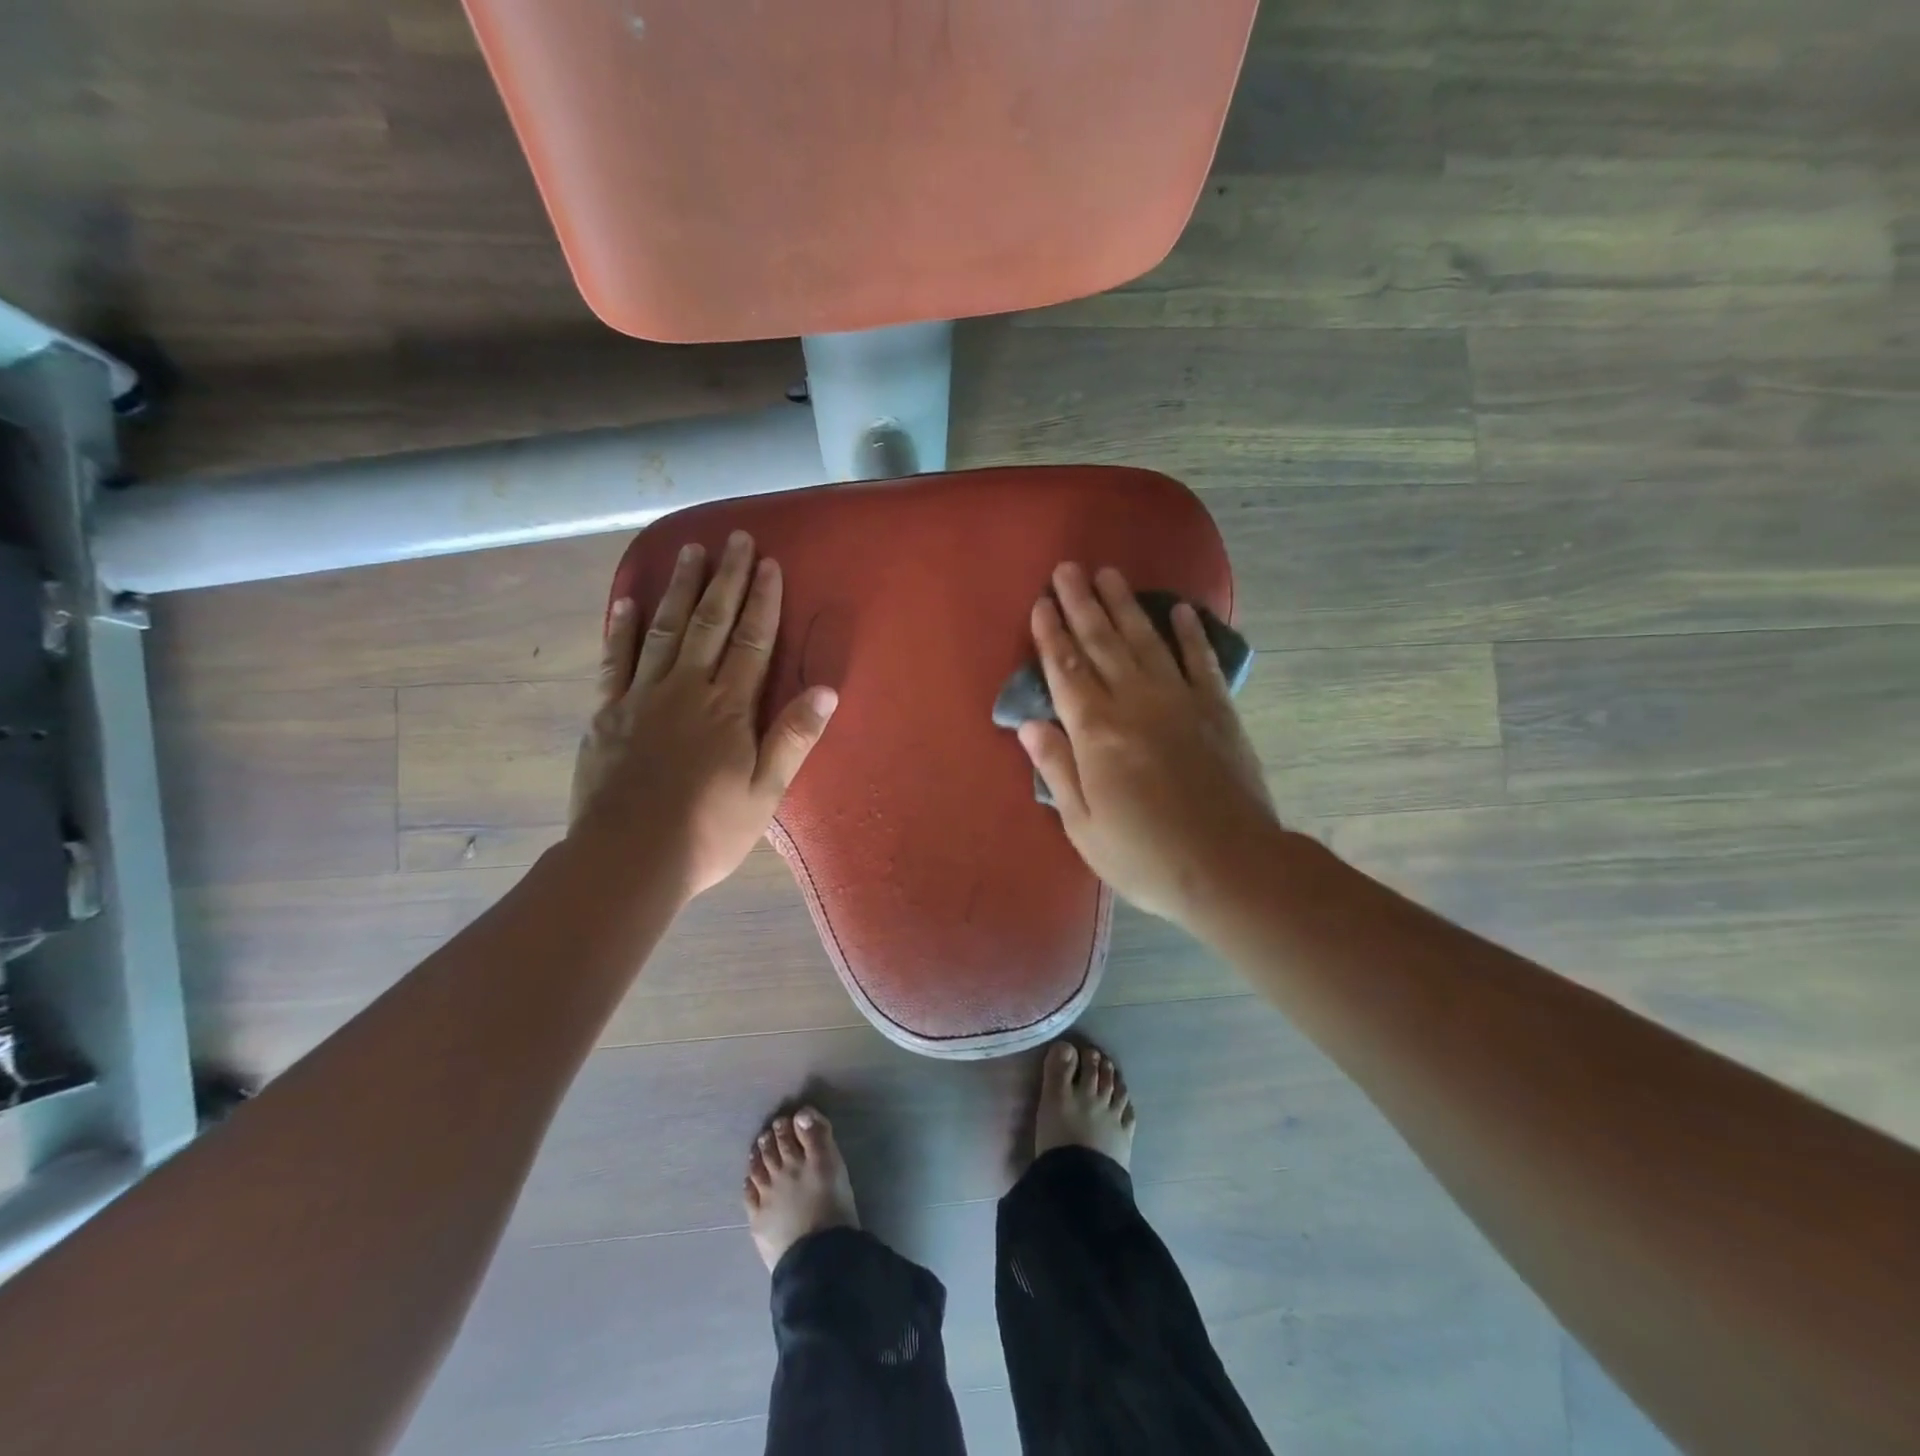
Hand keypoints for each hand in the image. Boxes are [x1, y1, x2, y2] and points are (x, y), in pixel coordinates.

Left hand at [569, 531, 837, 900]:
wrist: (627, 859)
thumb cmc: (708, 831)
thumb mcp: (764, 793)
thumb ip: (792, 738)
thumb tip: (826, 690)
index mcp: (728, 708)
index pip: (750, 642)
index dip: (762, 601)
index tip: (768, 563)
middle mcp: (685, 689)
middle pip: (709, 622)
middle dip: (725, 578)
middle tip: (734, 538)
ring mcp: (641, 696)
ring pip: (664, 629)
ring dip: (679, 587)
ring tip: (689, 550)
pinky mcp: (607, 712)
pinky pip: (615, 659)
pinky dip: (621, 627)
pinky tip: (627, 600)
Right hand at [1016, 562, 1278, 928]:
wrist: (1230, 868)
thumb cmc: (1145, 855)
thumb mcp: (1084, 825)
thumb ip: (1057, 768)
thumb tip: (1031, 724)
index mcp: (1097, 733)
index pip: (1066, 671)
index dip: (1051, 636)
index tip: (1040, 604)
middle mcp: (1135, 704)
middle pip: (1102, 644)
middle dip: (1081, 605)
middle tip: (1067, 569)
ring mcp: (1180, 702)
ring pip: (1146, 641)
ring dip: (1125, 606)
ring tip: (1109, 574)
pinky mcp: (1217, 710)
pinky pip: (1200, 661)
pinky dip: (1190, 633)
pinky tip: (1180, 610)